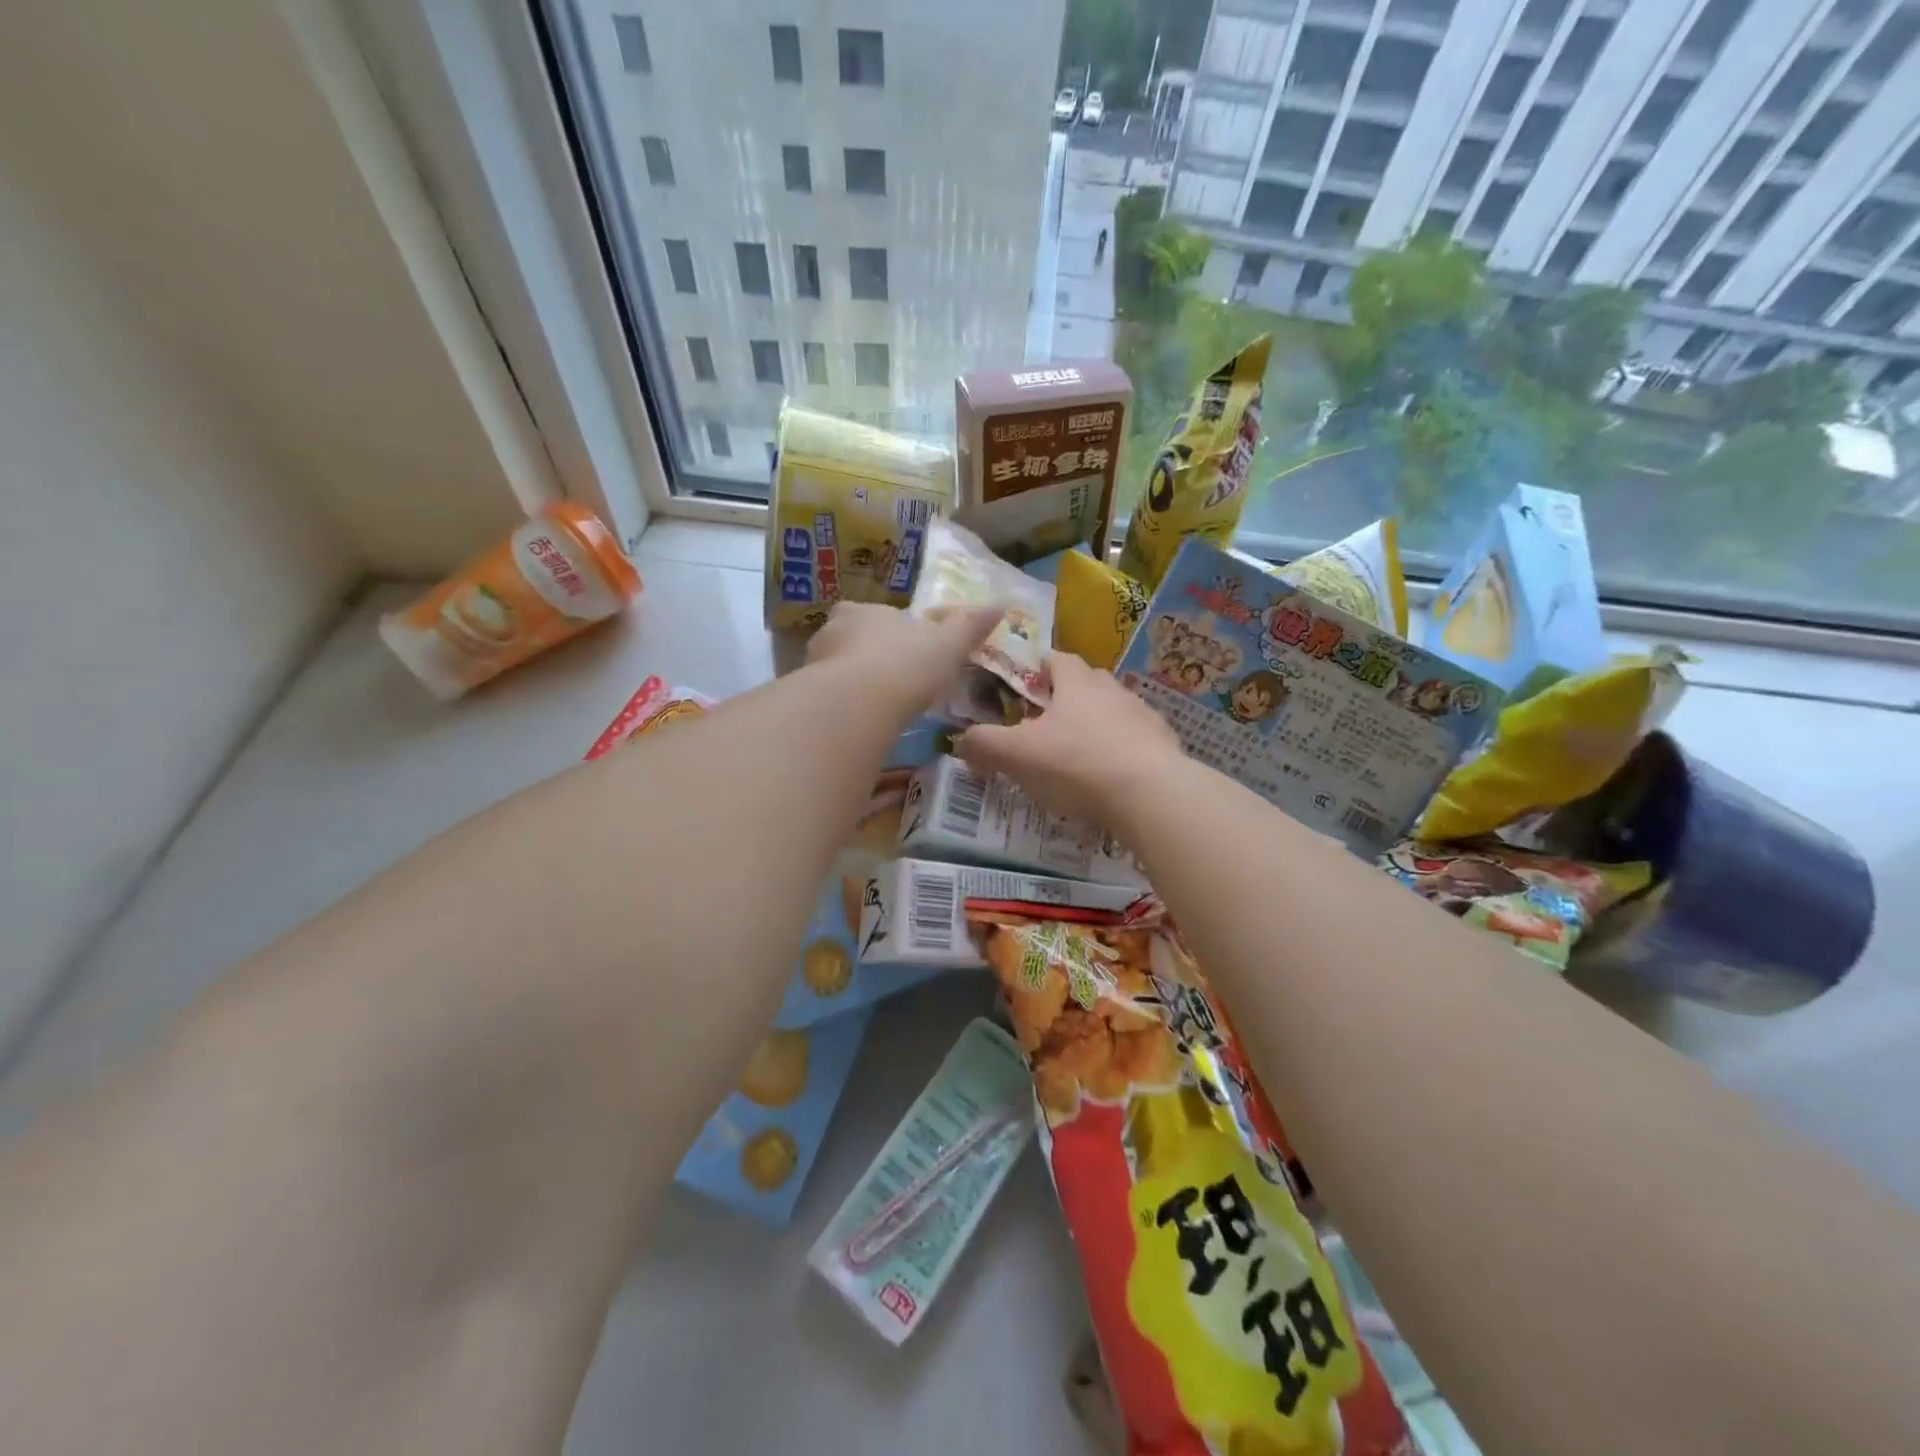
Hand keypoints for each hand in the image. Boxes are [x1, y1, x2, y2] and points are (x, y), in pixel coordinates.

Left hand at [805, 601, 1001, 714]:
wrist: (858, 703)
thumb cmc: (906, 664)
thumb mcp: (948, 645)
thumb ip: (970, 626)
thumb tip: (1003, 603)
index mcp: (864, 612)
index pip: (875, 616)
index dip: (891, 632)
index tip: (906, 653)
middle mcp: (832, 631)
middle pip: (851, 641)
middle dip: (868, 658)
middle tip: (892, 683)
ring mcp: (814, 665)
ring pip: (835, 671)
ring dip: (852, 685)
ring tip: (877, 709)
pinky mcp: (806, 697)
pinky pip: (827, 700)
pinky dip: (842, 709)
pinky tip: (858, 726)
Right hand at [957, 651, 1182, 823]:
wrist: (1150, 793)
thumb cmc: (1077, 763)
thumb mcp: (1017, 755)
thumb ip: (984, 744)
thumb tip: (961, 741)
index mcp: (1076, 682)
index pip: (1055, 658)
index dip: (1037, 668)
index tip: (1023, 688)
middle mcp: (1112, 689)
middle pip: (1085, 683)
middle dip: (1065, 699)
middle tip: (1044, 727)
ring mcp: (1143, 715)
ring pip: (1111, 712)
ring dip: (1094, 726)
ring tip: (1076, 757)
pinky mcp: (1163, 744)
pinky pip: (1134, 741)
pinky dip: (1119, 752)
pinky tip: (1108, 779)